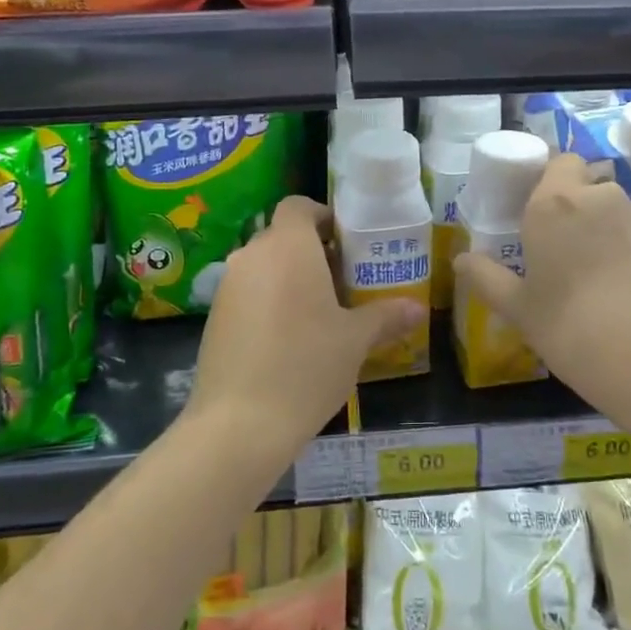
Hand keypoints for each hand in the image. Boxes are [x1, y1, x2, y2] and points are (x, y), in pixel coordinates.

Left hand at [188, 195, 425, 451]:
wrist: (239, 423)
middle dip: (311, 252)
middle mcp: (252, 255)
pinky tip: (286, 339)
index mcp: (288, 246)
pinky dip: (267, 301)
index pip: (298, 206)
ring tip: (317, 313)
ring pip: (263, 265)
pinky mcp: (213, 316)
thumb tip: (417, 308)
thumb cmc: (306, 366)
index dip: (322, 217)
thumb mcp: (355, 341)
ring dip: (288, 278)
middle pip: (282, 236)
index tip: (346, 244)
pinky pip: (247, 293)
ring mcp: (228, 286)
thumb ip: (386, 317)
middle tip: (342, 282)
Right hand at [455, 153, 630, 403]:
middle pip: (589, 188)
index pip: (558, 162)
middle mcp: (601, 199)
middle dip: (578, 211)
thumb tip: (460, 259)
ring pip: (619, 214)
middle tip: (564, 254)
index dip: (551, 181)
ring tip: (601, 281)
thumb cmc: (574, 329)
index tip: (539, 214)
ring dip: (609, 234)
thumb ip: (487, 279)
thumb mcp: (521, 311)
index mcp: (554, 204)